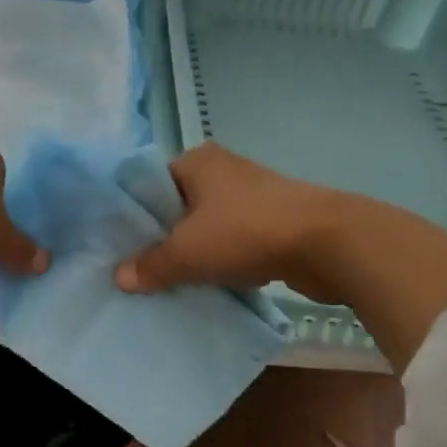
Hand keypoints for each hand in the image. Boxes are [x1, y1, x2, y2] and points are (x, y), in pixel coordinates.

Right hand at [114, 144, 344, 300]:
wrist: (327, 243)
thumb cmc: (246, 232)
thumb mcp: (187, 252)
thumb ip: (151, 264)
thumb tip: (120, 277)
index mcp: (197, 161)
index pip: (151, 184)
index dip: (135, 215)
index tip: (121, 247)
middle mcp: (224, 171)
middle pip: (179, 207)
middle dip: (164, 238)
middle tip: (140, 270)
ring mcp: (252, 195)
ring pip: (208, 227)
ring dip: (195, 253)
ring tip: (171, 282)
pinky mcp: (274, 221)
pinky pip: (235, 242)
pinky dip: (224, 261)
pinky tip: (211, 285)